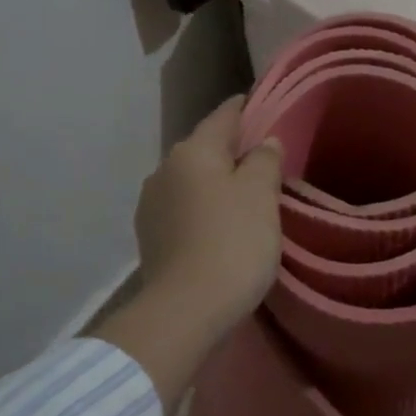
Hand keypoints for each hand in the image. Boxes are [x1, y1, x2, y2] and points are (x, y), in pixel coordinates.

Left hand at [131, 95, 282, 339]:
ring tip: (244, 196)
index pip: (224, 115)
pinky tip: (219, 225)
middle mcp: (164, 169)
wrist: (186, 310)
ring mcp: (152, 204)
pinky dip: (202, 209)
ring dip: (215, 183)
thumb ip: (264, 160)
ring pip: (192, 180)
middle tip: (265, 160)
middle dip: (232, 151)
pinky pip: (183, 209)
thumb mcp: (261, 196)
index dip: (247, 108)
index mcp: (192, 151)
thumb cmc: (233, 242)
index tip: (265, 105)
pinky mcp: (150, 236)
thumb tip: (264, 142)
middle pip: (205, 149)